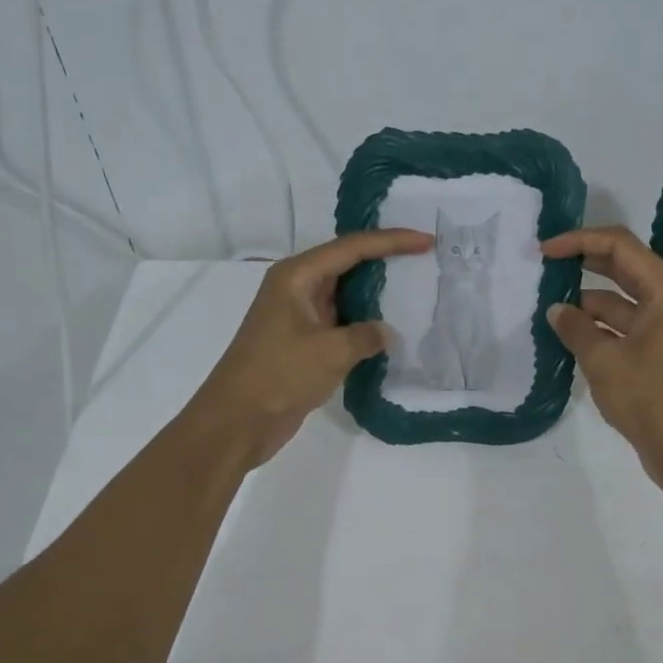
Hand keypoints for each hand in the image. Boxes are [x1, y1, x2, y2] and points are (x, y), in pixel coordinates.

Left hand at [183, 229, 434, 469]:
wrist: (236, 421)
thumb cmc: (279, 375)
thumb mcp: (330, 352)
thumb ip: (366, 335)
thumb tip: (384, 333)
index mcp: (297, 276)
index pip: (351, 247)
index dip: (391, 241)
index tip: (426, 241)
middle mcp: (296, 287)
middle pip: (346, 262)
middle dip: (384, 259)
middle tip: (423, 258)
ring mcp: (298, 315)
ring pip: (344, 293)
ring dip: (375, 293)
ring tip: (414, 289)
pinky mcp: (302, 341)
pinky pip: (340, 321)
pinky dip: (364, 322)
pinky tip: (389, 330)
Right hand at [543, 226, 662, 493]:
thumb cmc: (651, 399)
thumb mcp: (604, 361)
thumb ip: (576, 328)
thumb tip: (557, 309)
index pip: (620, 246)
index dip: (579, 241)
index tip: (545, 251)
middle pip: (624, 267)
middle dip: (584, 263)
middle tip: (545, 267)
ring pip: (623, 299)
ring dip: (589, 300)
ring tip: (550, 306)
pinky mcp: (662, 352)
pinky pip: (627, 326)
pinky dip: (600, 326)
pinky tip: (570, 335)